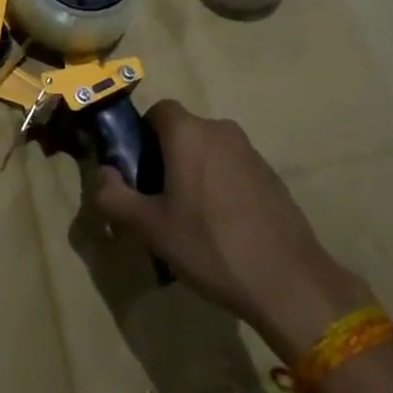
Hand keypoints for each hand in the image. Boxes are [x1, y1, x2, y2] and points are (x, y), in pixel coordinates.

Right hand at [94, 101, 371, 360]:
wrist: (289, 282)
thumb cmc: (211, 246)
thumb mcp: (150, 228)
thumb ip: (114, 197)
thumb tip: (102, 175)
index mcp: (189, 132)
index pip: (157, 111)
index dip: (142, 136)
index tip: (137, 171)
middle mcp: (220, 130)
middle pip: (183, 132)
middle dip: (167, 159)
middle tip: (160, 202)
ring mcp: (251, 152)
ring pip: (209, 152)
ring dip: (195, 174)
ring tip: (192, 222)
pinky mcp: (272, 177)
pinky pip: (234, 170)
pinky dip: (222, 188)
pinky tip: (224, 230)